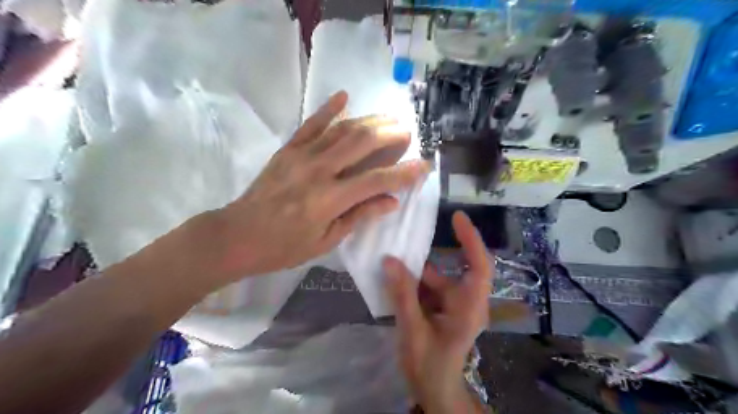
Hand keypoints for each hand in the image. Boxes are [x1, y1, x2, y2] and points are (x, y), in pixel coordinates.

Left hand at [206, 91, 426, 282]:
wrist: (236, 235)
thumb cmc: (283, 247)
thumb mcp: (325, 241)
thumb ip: (358, 216)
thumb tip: (391, 201)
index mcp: (330, 199)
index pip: (377, 180)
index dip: (404, 173)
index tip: (424, 165)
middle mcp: (319, 171)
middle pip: (362, 143)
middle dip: (390, 135)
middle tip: (407, 132)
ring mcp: (301, 156)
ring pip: (341, 130)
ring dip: (369, 120)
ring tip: (388, 117)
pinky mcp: (287, 150)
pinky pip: (310, 124)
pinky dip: (328, 109)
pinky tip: (344, 96)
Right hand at [384, 212, 490, 411]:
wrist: (434, 392)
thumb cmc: (429, 366)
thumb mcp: (412, 330)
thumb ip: (402, 295)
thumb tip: (390, 260)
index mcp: (469, 308)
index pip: (479, 266)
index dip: (471, 239)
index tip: (457, 217)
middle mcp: (467, 302)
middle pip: (454, 270)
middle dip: (432, 256)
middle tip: (408, 239)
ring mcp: (455, 306)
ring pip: (438, 279)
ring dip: (417, 273)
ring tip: (392, 261)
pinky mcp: (444, 310)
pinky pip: (430, 289)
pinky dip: (414, 284)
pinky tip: (395, 281)